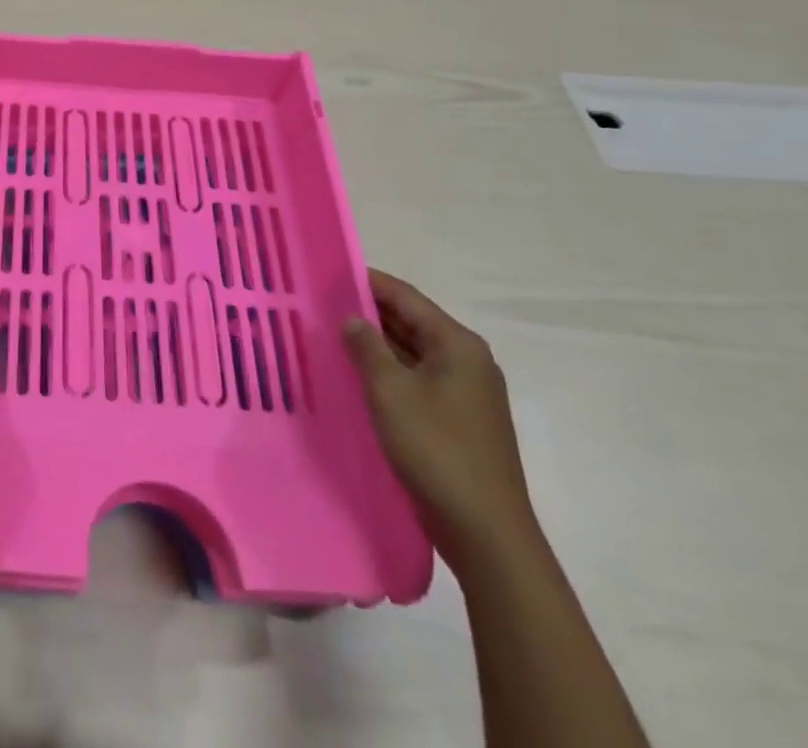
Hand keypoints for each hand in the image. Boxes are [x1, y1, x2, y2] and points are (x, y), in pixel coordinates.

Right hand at [342, 270, 535, 563]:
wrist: (485, 532)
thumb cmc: (436, 449)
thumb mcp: (390, 392)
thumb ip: (367, 347)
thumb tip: (353, 319)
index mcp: (457, 345)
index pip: (406, 297)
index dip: (367, 282)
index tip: (328, 274)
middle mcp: (467, 361)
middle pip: (411, 322)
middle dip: (369, 313)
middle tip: (322, 305)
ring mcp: (466, 393)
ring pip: (412, 353)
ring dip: (376, 345)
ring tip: (331, 336)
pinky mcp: (458, 420)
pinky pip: (417, 380)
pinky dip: (388, 373)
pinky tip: (357, 377)